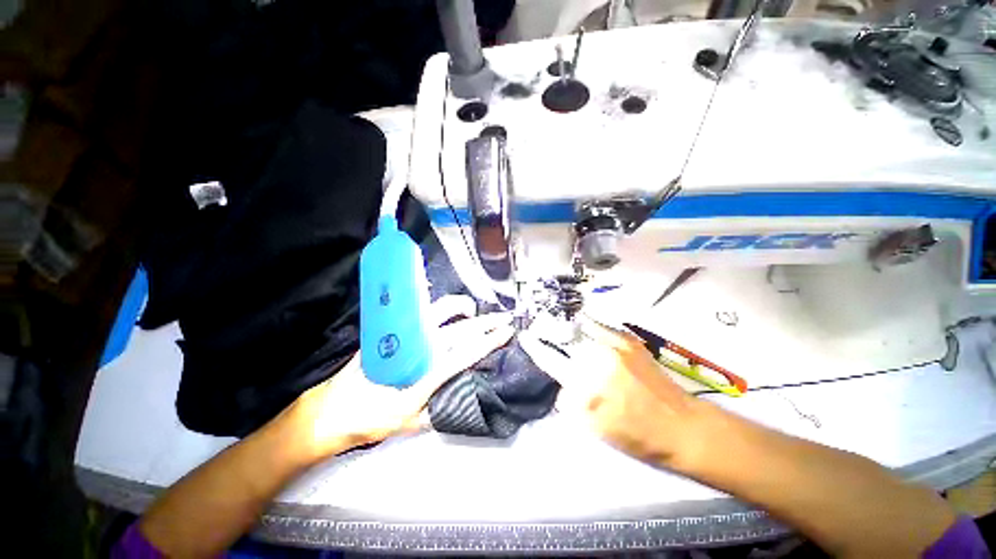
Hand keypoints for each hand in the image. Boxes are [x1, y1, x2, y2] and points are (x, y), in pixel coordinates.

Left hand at [287, 312, 514, 460]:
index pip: (466, 351)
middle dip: (485, 322)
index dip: (489, 341)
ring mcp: (405, 334)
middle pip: (460, 329)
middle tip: (503, 318)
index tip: (506, 332)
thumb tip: (462, 394)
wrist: (333, 409)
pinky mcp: (392, 329)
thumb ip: (438, 409)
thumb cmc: (372, 419)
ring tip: (472, 310)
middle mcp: (419, 347)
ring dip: (461, 307)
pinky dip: (433, 303)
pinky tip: (442, 304)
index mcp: (427, 371)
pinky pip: (418, 309)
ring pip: (440, 310)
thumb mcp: (411, 423)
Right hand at [520, 314, 702, 467]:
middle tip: (537, 326)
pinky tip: (579, 322)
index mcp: (586, 385)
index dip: (535, 346)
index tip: (525, 336)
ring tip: (555, 320)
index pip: (551, 359)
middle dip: (546, 328)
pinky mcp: (628, 340)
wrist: (681, 425)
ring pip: (579, 325)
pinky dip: (585, 322)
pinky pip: (599, 324)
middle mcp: (597, 359)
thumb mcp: (593, 427)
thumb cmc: (636, 435)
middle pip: (562, 336)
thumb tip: (561, 381)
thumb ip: (570, 400)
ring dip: (564, 323)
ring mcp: (614, 345)